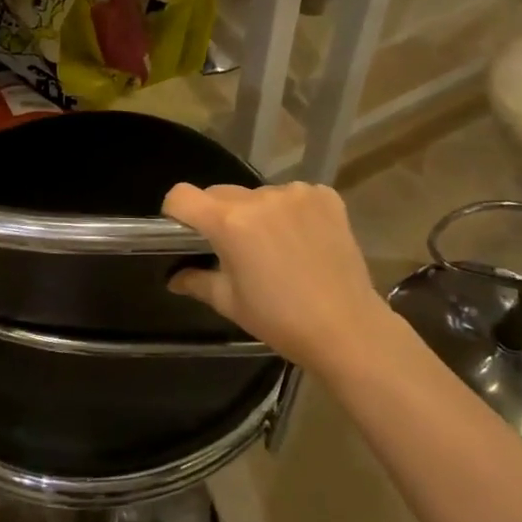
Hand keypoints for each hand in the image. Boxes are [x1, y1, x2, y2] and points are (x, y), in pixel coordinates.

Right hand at [162, 182, 397, 375]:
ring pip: (259, 195)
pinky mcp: (325, 196)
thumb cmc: (281, 320)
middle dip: (219, 216)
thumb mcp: (231, 303)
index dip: (176, 212)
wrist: (348, 328)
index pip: (182, 195)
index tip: (185, 232)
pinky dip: (291, 212)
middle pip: (221, 194)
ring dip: (258, 214)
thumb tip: (174, 278)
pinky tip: (303, 240)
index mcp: (230, 222)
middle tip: (234, 249)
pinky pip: (294, 195)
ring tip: (276, 247)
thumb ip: (197, 281)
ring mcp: (296, 193)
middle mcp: (260, 197)